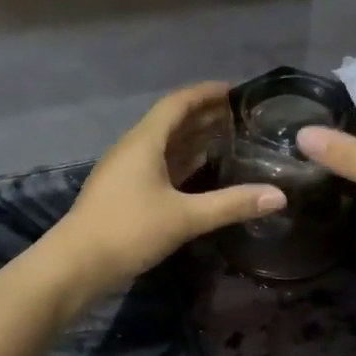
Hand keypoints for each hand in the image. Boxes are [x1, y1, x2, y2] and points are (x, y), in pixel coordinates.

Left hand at [48, 82, 285, 298]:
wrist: (76, 265)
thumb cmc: (129, 230)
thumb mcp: (185, 218)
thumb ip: (232, 204)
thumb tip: (279, 196)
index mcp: (144, 142)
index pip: (178, 103)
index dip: (207, 93)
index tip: (237, 90)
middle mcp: (134, 148)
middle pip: (173, 121)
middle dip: (206, 115)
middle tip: (243, 116)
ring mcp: (127, 171)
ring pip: (166, 144)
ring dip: (195, 138)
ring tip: (231, 137)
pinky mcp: (126, 192)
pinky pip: (160, 165)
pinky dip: (184, 161)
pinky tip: (203, 171)